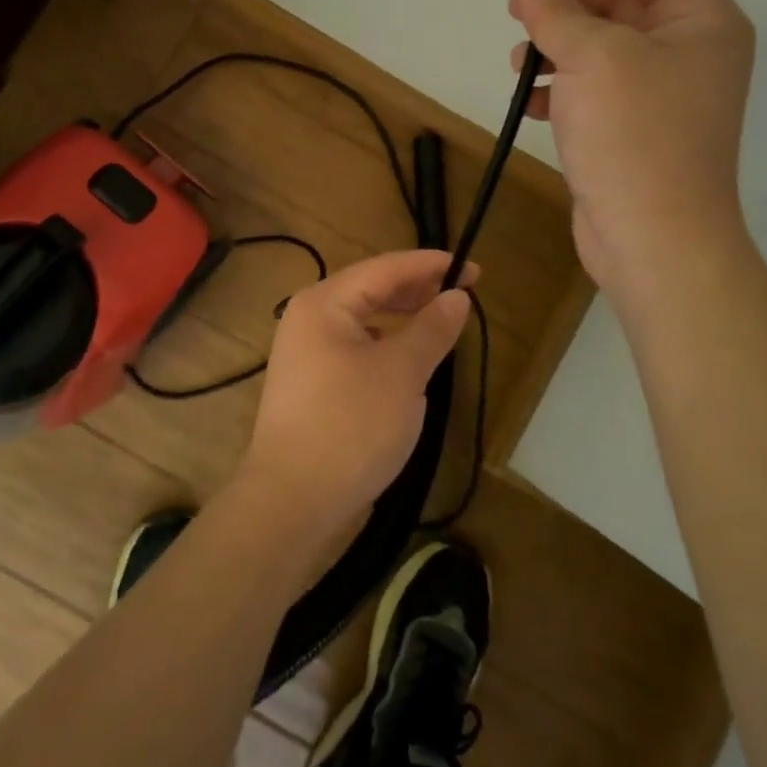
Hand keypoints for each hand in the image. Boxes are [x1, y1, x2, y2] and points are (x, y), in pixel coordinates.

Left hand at [233, 250, 473, 541]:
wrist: (292, 502)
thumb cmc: (350, 426)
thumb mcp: (401, 373)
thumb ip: (431, 329)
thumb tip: (456, 296)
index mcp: (324, 303)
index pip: (385, 269)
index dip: (431, 265)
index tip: (474, 270)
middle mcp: (308, 319)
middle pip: (370, 290)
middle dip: (417, 290)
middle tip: (464, 295)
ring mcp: (305, 353)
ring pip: (363, 322)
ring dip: (402, 319)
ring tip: (441, 323)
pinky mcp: (311, 385)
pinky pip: (355, 349)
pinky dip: (385, 346)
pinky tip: (409, 362)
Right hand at [508, 0, 754, 299]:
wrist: (654, 238)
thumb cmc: (634, 134)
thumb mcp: (592, 56)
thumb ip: (557, 9)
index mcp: (701, 20)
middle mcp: (687, 51)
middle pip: (624, 2)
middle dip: (568, 0)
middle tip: (517, 5)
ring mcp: (661, 95)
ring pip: (603, 48)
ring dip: (558, 44)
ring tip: (519, 56)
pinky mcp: (633, 131)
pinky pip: (594, 90)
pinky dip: (561, 87)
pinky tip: (530, 97)